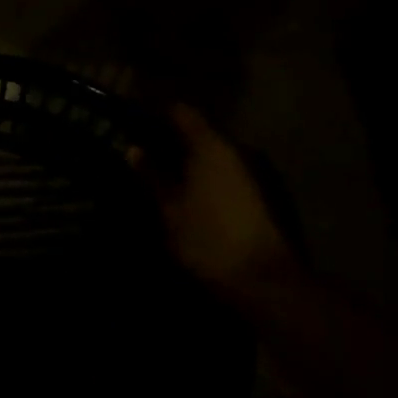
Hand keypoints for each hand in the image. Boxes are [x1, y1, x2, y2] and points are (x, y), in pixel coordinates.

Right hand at [152, 103, 294, 298]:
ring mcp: (251, 174)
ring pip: (211, 156)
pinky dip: (203, 178)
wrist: (265, 284)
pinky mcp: (259, 198)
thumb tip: (133, 149)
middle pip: (198, 133)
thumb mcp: (170, 210)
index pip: (181, 112)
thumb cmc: (209, 239)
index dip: (156, 113)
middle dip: (170, 140)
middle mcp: (234, 151)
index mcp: (209, 146)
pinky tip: (186, 194)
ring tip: (159, 173)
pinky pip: (223, 175)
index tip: (133, 121)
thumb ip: (151, 176)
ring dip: (188, 161)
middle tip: (141, 150)